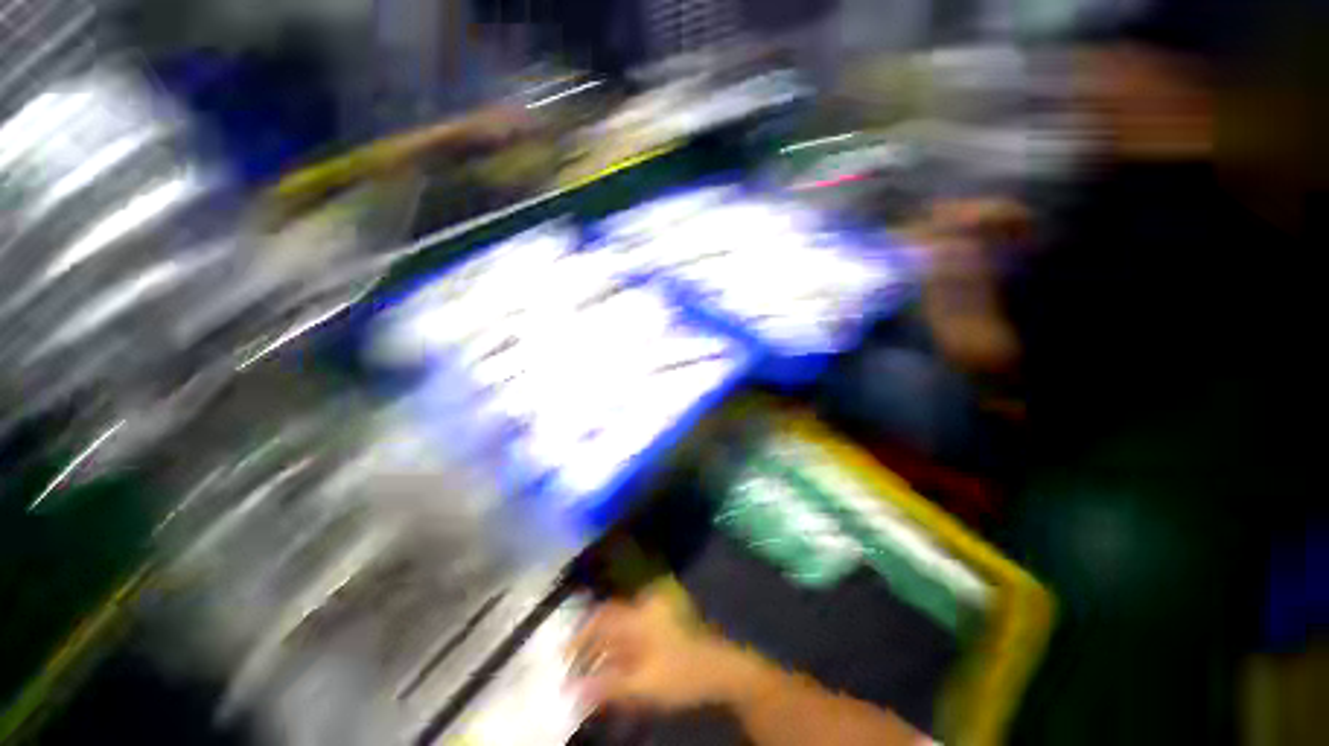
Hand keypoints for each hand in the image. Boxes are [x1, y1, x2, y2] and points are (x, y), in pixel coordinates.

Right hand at [567, 587, 752, 711]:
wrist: (720, 669)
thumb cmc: (681, 674)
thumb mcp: (643, 685)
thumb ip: (607, 687)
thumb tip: (572, 691)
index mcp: (638, 615)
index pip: (601, 617)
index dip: (580, 635)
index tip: (564, 656)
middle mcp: (645, 607)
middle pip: (609, 621)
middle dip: (590, 644)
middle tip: (576, 668)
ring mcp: (655, 613)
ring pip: (620, 627)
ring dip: (605, 648)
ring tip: (592, 673)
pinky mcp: (663, 623)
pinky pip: (633, 631)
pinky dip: (620, 649)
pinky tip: (616, 668)